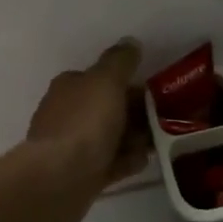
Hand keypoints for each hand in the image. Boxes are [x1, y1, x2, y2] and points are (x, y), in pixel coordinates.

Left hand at [23, 39, 150, 204]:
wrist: (59, 179)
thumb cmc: (84, 123)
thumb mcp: (106, 81)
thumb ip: (120, 61)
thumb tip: (130, 42)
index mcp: (70, 86)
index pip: (103, 78)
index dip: (130, 84)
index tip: (156, 94)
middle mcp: (68, 112)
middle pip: (109, 108)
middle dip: (136, 114)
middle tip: (163, 122)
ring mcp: (72, 145)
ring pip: (110, 137)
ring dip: (133, 139)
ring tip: (155, 144)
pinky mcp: (79, 174)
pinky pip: (109, 163)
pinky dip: (124, 161)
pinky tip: (141, 163)